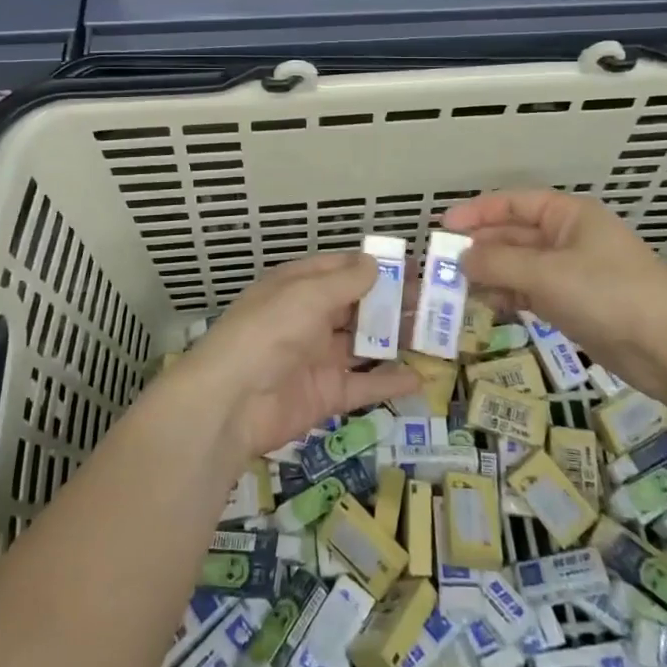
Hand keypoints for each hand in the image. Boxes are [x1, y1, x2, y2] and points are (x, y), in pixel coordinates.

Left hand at [175, 252, 419, 461]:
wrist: (230, 403)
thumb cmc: (267, 333)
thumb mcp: (306, 296)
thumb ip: (345, 282)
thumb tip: (376, 263)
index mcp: (299, 287)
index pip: (342, 269)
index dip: (376, 267)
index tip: (415, 267)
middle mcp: (310, 319)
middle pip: (358, 307)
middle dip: (394, 304)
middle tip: (436, 303)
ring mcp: (318, 358)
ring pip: (365, 345)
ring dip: (397, 340)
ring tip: (436, 336)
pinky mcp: (326, 395)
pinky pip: (364, 384)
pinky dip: (390, 381)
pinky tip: (421, 377)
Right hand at [443, 189, 666, 390]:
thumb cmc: (608, 293)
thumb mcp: (547, 272)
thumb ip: (498, 262)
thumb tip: (459, 259)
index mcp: (567, 215)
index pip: (513, 204)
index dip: (477, 212)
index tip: (443, 226)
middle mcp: (567, 238)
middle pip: (513, 235)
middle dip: (479, 247)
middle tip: (440, 263)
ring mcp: (570, 272)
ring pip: (519, 266)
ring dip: (489, 274)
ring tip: (453, 288)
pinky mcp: (573, 304)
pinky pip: (529, 292)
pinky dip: (507, 296)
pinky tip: (483, 305)